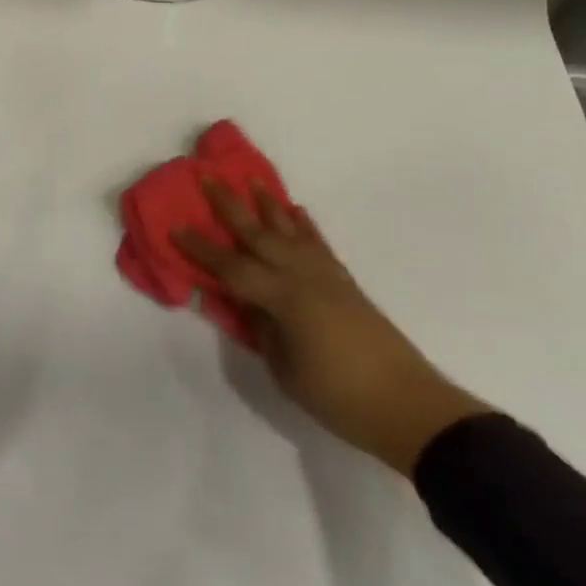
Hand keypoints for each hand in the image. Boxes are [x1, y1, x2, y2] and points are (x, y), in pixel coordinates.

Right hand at [173, 181, 489, 475]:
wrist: (410, 408)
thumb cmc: (339, 397)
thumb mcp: (285, 369)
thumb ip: (259, 329)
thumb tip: (239, 302)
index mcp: (283, 298)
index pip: (232, 267)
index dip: (201, 249)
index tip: (175, 227)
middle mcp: (302, 276)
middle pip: (258, 235)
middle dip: (230, 206)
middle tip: (208, 177)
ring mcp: (327, 276)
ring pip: (290, 231)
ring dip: (268, 205)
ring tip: (252, 181)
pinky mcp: (345, 283)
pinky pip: (318, 244)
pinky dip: (304, 225)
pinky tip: (295, 213)